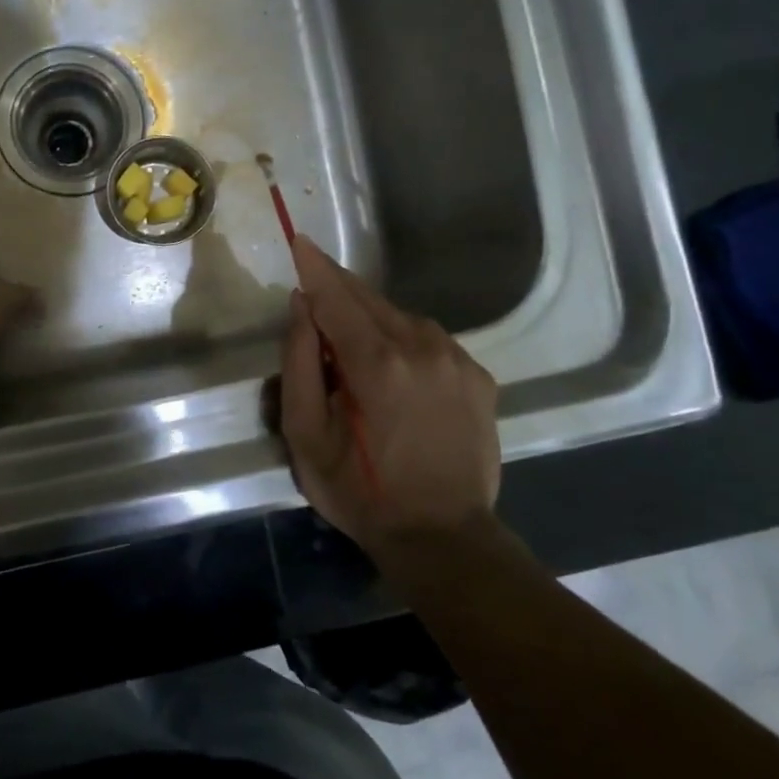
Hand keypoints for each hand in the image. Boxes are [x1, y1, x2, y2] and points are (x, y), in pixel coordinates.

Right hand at [278, 236, 499, 553]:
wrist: (442, 537)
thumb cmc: (360, 490)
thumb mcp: (306, 435)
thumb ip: (299, 363)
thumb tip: (301, 307)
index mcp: (375, 361)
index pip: (336, 297)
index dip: (315, 268)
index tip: (300, 241)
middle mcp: (421, 347)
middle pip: (370, 299)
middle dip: (339, 286)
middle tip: (316, 280)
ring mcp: (457, 360)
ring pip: (403, 316)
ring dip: (372, 315)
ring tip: (351, 336)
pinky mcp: (478, 378)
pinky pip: (432, 340)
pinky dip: (405, 338)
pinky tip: (394, 363)